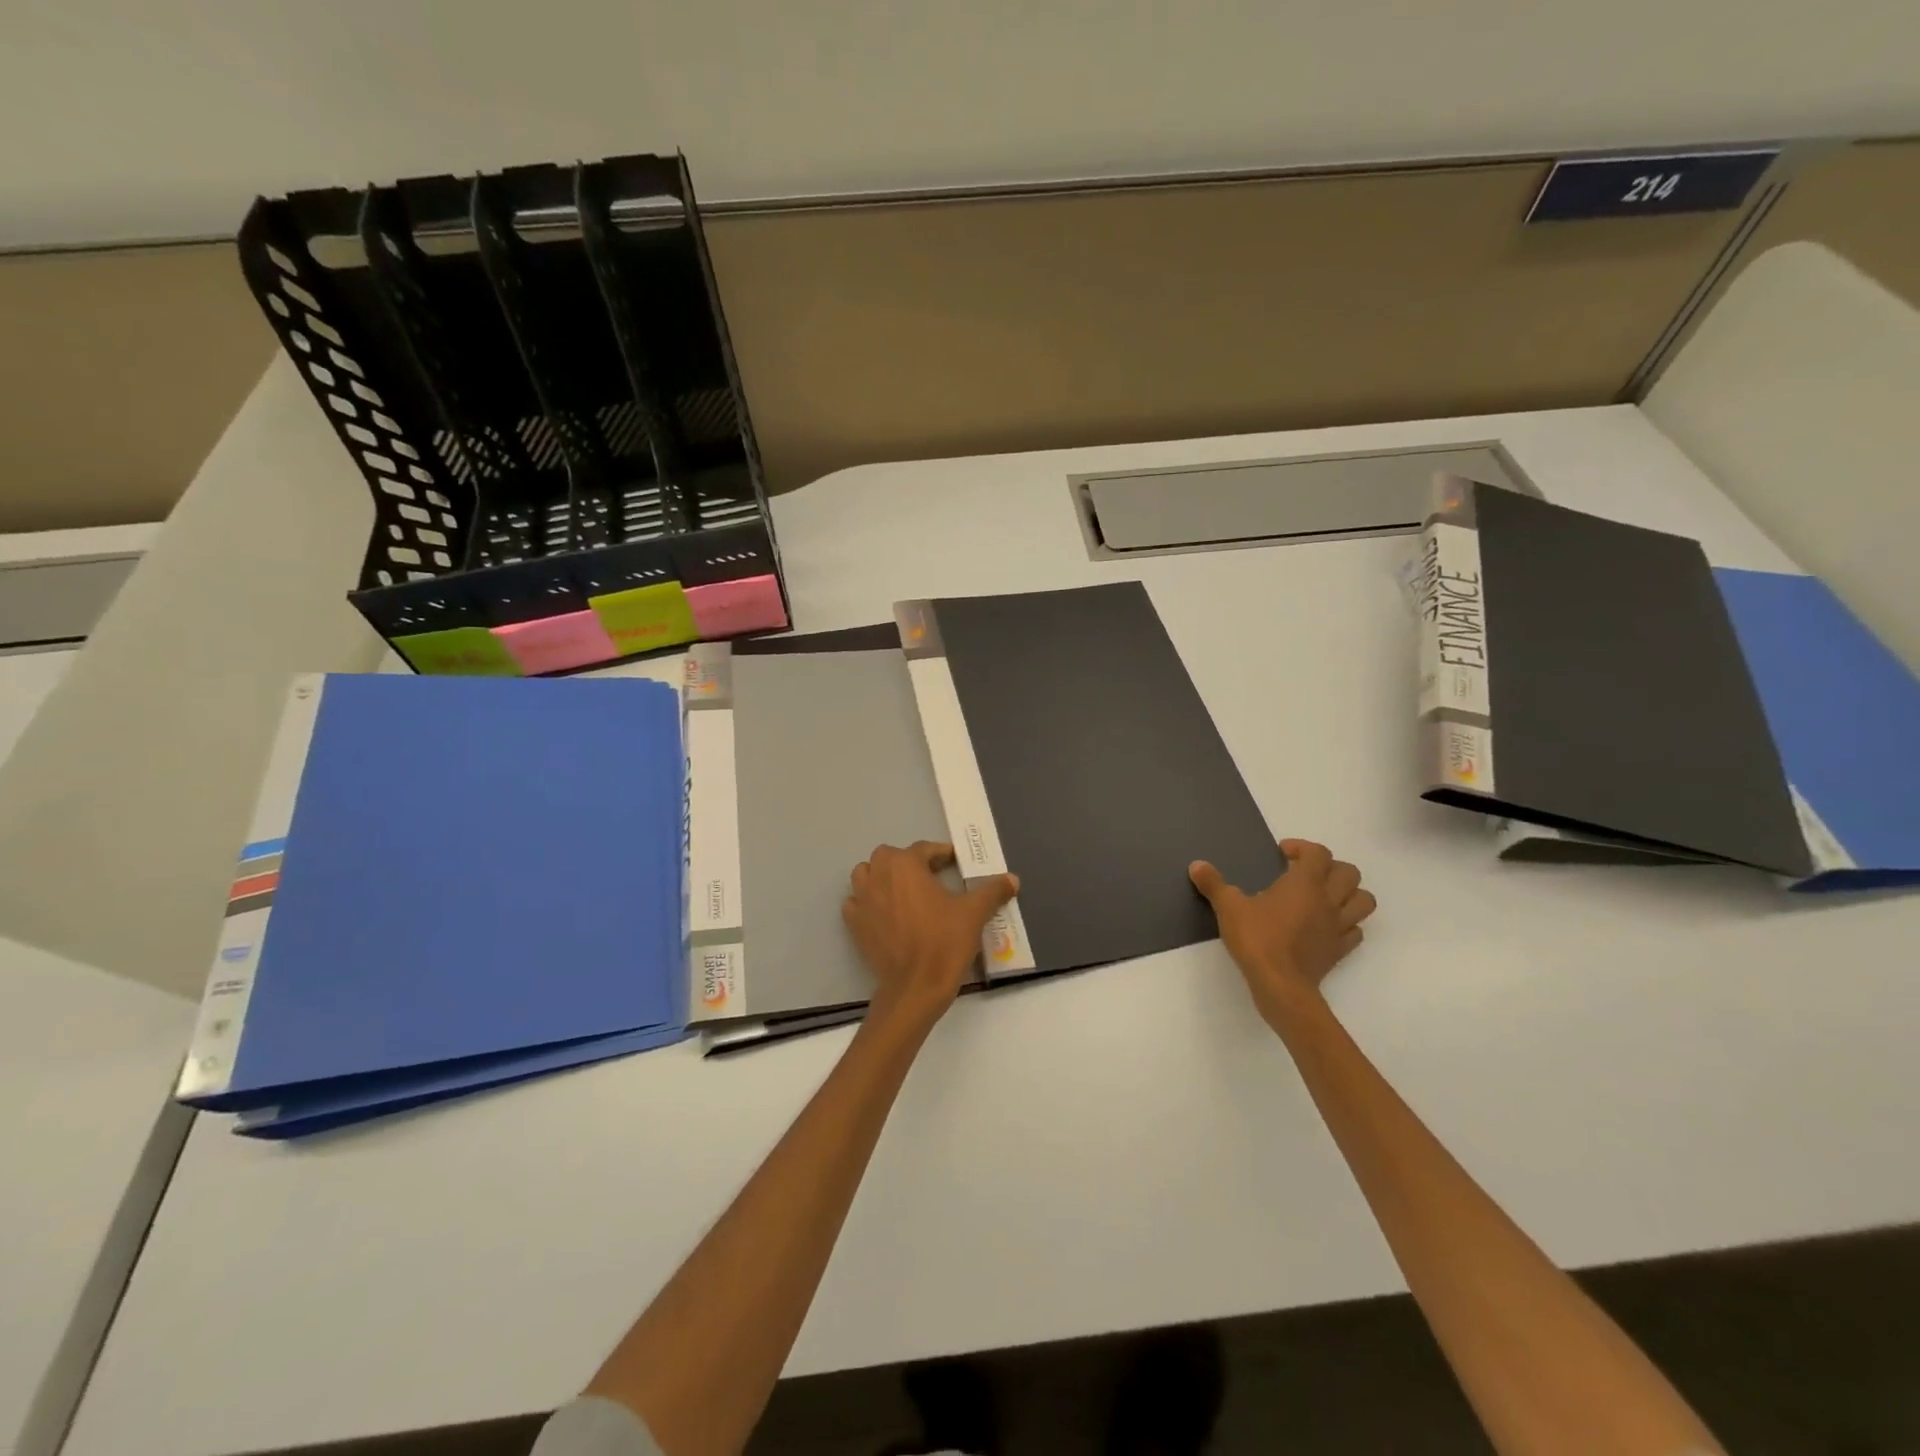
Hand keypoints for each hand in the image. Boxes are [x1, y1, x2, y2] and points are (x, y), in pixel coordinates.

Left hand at [844, 842, 1019, 1028]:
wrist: (915, 988)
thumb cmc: (944, 943)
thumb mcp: (974, 914)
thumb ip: (993, 891)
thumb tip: (1012, 879)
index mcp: (905, 865)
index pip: (924, 849)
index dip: (941, 854)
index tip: (955, 863)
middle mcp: (878, 875)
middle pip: (890, 857)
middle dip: (908, 862)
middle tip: (931, 878)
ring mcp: (862, 900)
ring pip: (866, 874)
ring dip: (882, 877)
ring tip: (903, 891)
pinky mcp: (854, 924)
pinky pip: (856, 903)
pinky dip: (867, 902)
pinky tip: (884, 914)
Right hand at [1189, 840, 1376, 1026]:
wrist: (1281, 986)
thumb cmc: (1257, 940)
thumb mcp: (1228, 907)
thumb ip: (1213, 884)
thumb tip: (1196, 865)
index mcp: (1305, 883)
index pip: (1319, 853)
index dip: (1302, 848)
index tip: (1282, 854)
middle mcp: (1328, 900)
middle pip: (1350, 873)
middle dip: (1331, 867)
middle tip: (1305, 873)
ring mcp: (1339, 926)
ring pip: (1364, 901)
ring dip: (1348, 893)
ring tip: (1324, 896)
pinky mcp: (1340, 950)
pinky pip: (1355, 931)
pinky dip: (1346, 924)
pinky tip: (1325, 927)